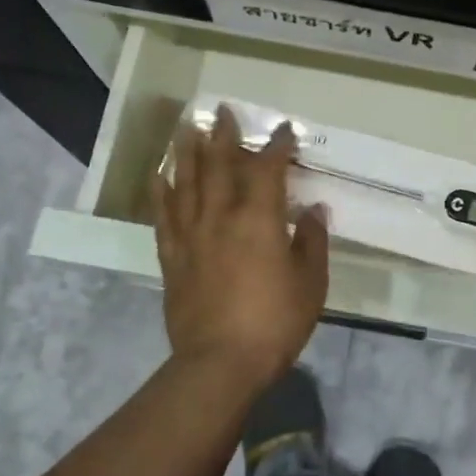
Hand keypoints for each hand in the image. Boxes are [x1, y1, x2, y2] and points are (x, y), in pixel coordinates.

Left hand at [152, 105, 329, 393]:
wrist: (220, 363)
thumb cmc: (275, 322)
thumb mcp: (310, 284)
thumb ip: (312, 242)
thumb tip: (314, 211)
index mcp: (260, 220)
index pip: (269, 170)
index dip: (277, 147)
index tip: (284, 130)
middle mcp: (222, 217)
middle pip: (220, 166)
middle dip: (225, 136)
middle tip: (223, 111)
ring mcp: (192, 236)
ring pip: (187, 183)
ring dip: (189, 152)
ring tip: (188, 128)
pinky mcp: (172, 258)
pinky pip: (164, 216)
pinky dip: (162, 192)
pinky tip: (161, 176)